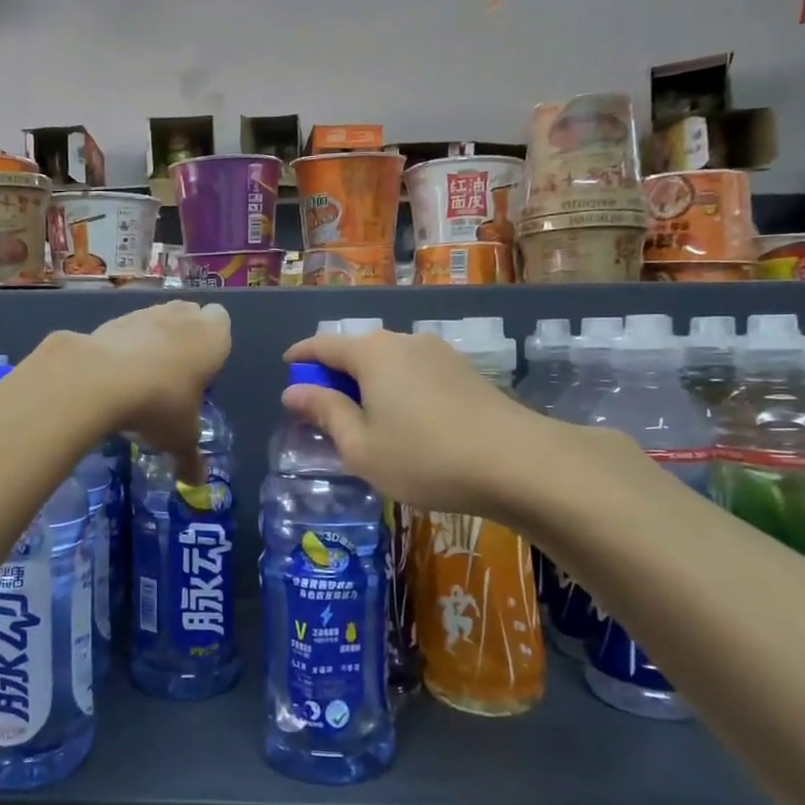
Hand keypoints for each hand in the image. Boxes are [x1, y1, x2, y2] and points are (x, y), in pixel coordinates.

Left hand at [52, 300, 230, 482]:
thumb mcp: (180, 438)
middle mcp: (181, 317)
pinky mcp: (110, 319)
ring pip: (155, 318)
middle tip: (176, 374)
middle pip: (188, 315)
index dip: (212, 342)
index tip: (203, 369)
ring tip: (142, 378)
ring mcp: (144, 313)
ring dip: (152, 339)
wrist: (100, 379)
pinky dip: (122, 346)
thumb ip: (190, 458)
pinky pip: (124, 330)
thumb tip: (196, 484)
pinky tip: (113, 376)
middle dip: (184, 337)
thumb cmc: (161, 404)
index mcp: (212, 337)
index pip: (221, 321)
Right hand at [280, 329, 556, 520]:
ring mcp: (439, 354)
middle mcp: (404, 341)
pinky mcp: (465, 372)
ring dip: (368, 385)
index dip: (300, 357)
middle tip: (323, 411)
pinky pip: (415, 374)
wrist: (518, 463)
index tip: (287, 368)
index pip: (322, 345)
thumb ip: (325, 413)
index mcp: (371, 353)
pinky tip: (405, 424)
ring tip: (365, 422)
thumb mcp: (360, 445)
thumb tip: (294, 391)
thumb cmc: (423, 457)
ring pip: (388, 364)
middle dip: (335, 376)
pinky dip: (397, 391)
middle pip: (357, 351)